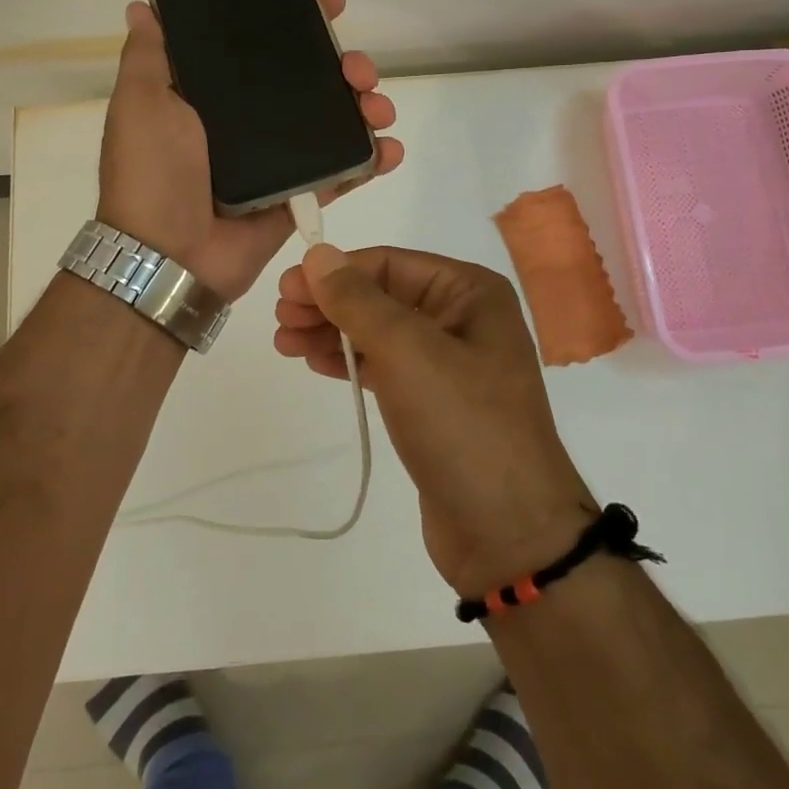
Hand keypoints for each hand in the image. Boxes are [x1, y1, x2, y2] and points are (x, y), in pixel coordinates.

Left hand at [96, 0, 403, 302]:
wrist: (168, 256)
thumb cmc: (152, 172)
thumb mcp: (140, 103)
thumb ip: (149, 56)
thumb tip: (142, 6)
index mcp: (215, 97)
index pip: (263, 48)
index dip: (297, 23)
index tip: (328, 3)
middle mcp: (249, 124)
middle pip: (310, 83)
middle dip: (344, 66)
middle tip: (358, 68)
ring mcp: (278, 162)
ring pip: (333, 123)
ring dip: (365, 108)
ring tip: (378, 109)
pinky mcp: (298, 197)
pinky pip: (342, 173)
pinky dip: (371, 160)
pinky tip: (391, 148)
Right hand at [272, 245, 597, 597]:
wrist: (508, 534)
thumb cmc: (462, 425)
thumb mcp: (407, 351)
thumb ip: (357, 299)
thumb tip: (318, 254)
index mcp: (470, 292)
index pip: (389, 263)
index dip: (335, 272)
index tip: (286, 289)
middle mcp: (463, 318)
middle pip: (382, 296)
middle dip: (330, 303)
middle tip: (281, 318)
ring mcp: (450, 363)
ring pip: (379, 332)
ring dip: (332, 332)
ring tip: (285, 342)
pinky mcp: (434, 403)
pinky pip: (385, 367)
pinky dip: (351, 361)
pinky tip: (316, 362)